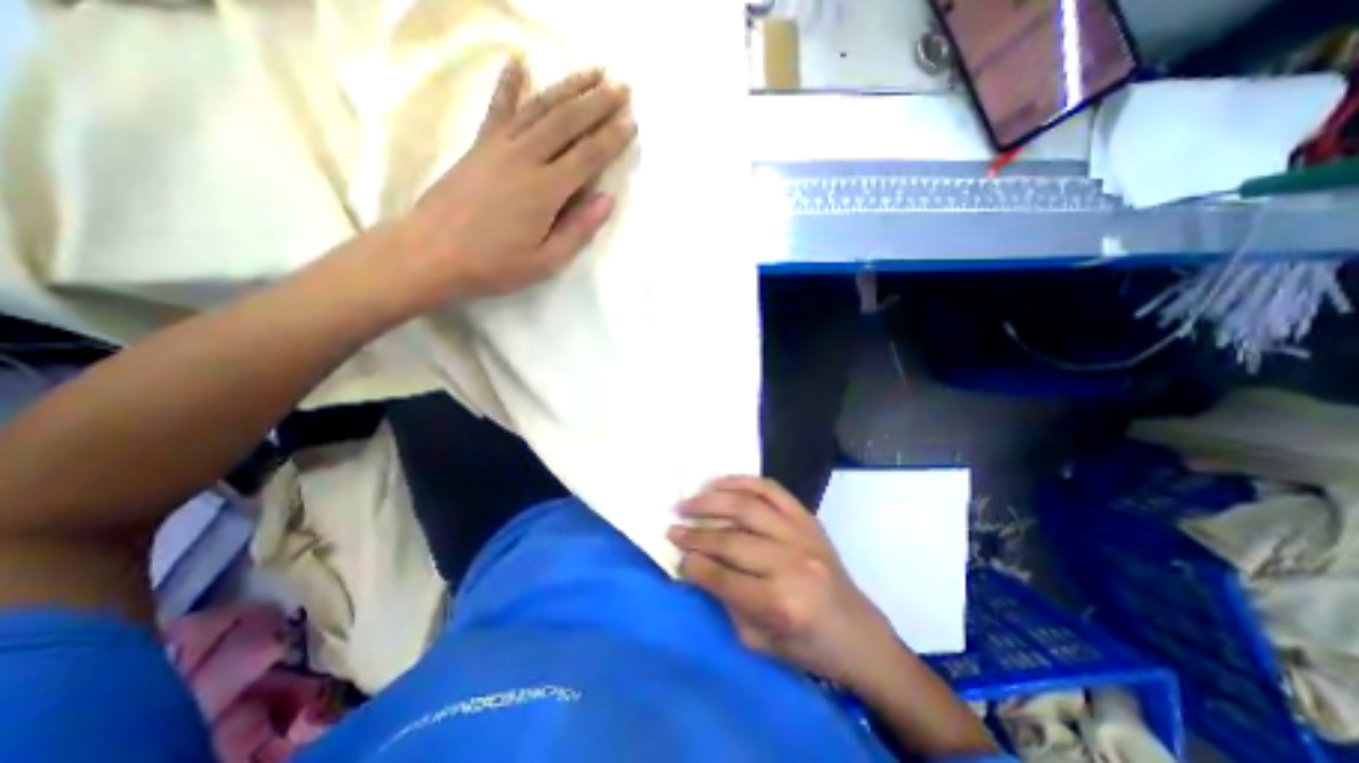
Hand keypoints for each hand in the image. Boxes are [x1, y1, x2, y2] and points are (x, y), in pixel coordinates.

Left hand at [398, 58, 638, 307]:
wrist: (432, 253)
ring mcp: (499, 146)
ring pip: (539, 107)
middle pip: (567, 122)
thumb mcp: (546, 261)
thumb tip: (607, 199)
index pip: (588, 156)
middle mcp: (525, 158)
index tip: (632, 121)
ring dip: (568, 87)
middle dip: (598, 102)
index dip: (612, 138)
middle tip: (622, 86)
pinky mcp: (479, 145)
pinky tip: (520, 61)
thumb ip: (578, 229)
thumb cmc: (495, 264)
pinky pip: (498, 108)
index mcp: (545, 191)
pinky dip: (510, 83)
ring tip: (592, 72)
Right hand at [669, 477, 898, 685]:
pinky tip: (719, 483)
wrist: (858, 633)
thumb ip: (725, 602)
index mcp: (781, 604)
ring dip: (711, 501)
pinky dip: (742, 482)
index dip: (693, 564)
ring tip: (687, 502)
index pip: (723, 578)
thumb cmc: (808, 646)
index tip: (675, 554)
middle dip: (694, 533)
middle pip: (731, 540)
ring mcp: (802, 535)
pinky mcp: (808, 518)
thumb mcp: (759, 642)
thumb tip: (695, 565)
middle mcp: (791, 563)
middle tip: (672, 527)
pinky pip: (771, 489)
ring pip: (747, 507)